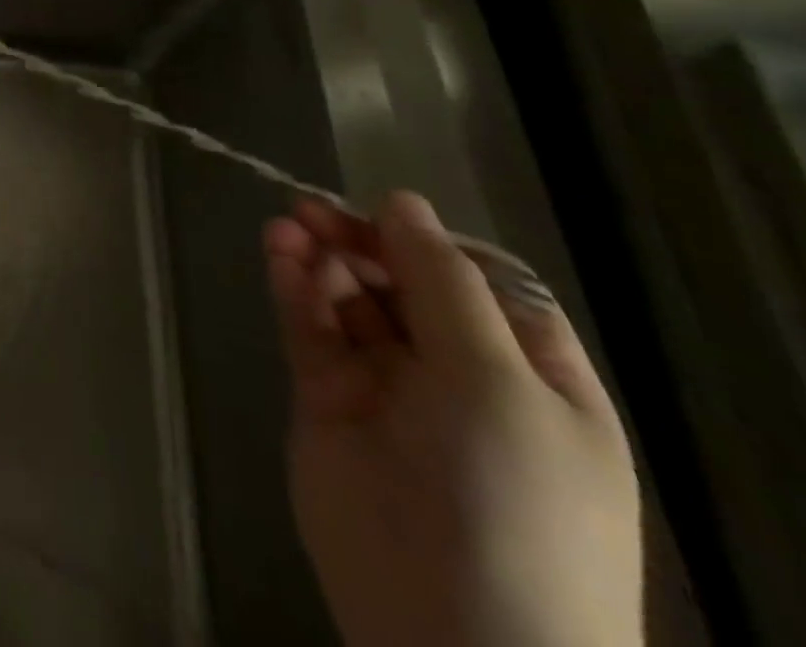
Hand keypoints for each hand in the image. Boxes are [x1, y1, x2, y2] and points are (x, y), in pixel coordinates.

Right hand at [264, 192, 641, 646]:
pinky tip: (278, 255)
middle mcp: (458, 375)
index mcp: (528, 374)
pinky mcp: (329, 401)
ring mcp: (388, 389)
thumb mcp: (497, 381)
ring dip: (321, 257)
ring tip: (287, 226)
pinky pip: (312, 330)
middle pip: (402, 283)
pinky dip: (294, 288)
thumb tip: (402, 202)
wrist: (452, 639)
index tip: (381, 213)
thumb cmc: (510, 501)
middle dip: (360, 241)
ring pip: (350, 300)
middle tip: (311, 210)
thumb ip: (444, 283)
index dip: (426, 241)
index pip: (476, 281)